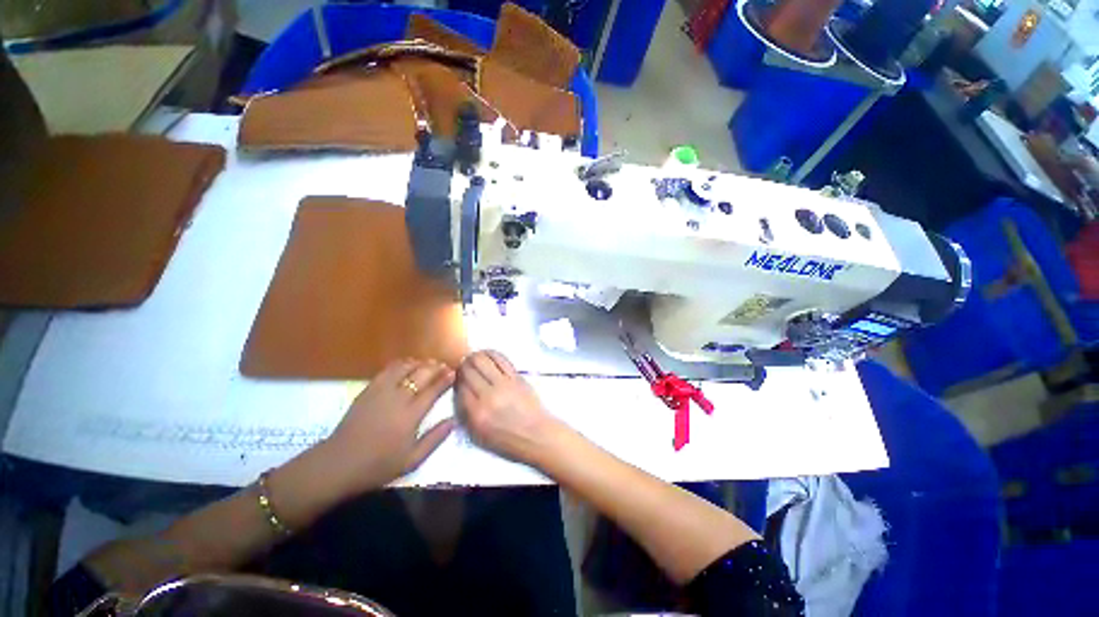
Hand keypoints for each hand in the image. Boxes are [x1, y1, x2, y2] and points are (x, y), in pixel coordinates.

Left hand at [323, 359, 455, 491]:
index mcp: (411, 415)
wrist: (339, 464)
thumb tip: (453, 420)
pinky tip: (407, 365)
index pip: (433, 390)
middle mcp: (398, 398)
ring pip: (405, 367)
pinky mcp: (368, 390)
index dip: (446, 379)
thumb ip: (435, 439)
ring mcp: (381, 392)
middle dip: (436, 367)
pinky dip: (401, 364)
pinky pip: (388, 370)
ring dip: (419, 363)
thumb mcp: (412, 460)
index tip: (454, 372)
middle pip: (421, 374)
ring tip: (428, 364)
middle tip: (445, 366)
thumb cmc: (378, 465)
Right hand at [456, 350, 558, 463]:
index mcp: (477, 414)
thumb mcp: (478, 436)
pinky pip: (500, 359)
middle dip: (462, 365)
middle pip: (468, 370)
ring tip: (473, 357)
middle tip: (462, 364)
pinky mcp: (516, 376)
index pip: (459, 387)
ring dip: (475, 356)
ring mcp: (504, 384)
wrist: (537, 435)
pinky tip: (487, 354)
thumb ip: (465, 414)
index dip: (455, 379)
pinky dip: (491, 354)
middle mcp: (489, 396)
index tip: (455, 377)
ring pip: (482, 360)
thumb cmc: (508, 440)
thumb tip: (459, 392)